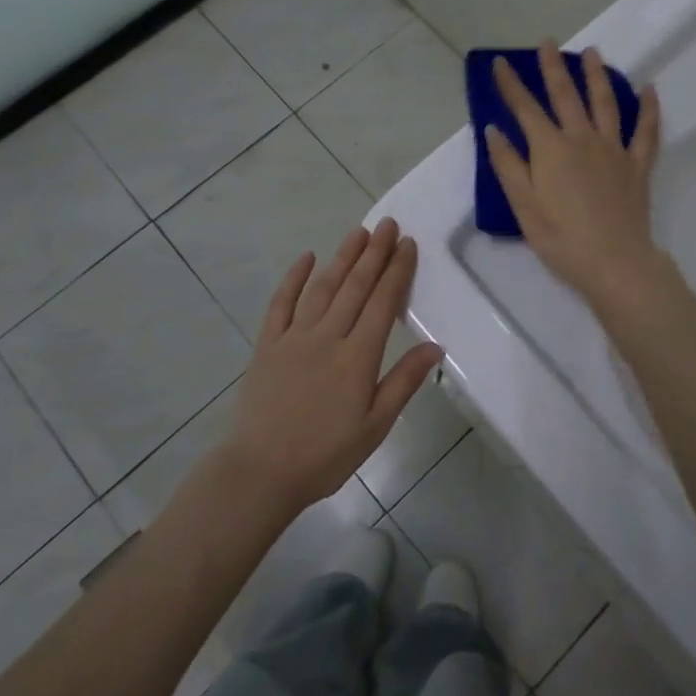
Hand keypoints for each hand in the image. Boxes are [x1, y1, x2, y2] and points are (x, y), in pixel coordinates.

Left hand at [219, 218, 443, 515]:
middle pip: (355, 287)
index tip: (408, 244)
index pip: (383, 303)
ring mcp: (294, 337)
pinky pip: (281, 303)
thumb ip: (404, 382)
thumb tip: (435, 347)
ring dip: (342, 257)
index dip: (397, 271)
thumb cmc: (325, 455)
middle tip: (388, 224)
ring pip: (323, 288)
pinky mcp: (267, 344)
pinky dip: (294, 278)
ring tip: (358, 232)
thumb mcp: (375, 426)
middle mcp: (327, 337)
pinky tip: (307, 258)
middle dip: (374, 253)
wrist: (260, 471)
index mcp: (357, 357)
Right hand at [485, 42, 664, 307]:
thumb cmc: (561, 238)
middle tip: (548, 43)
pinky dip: (648, 108)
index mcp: (550, 148)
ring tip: (592, 53)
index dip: (510, 84)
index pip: (525, 108)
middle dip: (553, 67)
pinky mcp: (637, 165)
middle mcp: (582, 138)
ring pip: (605, 102)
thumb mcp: (523, 205)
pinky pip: (646, 131)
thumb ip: (508, 164)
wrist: (614, 262)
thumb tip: (494, 129)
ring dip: (597, 75)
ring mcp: (613, 149)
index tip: (500, 63)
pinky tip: (649, 90)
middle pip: (566, 95)